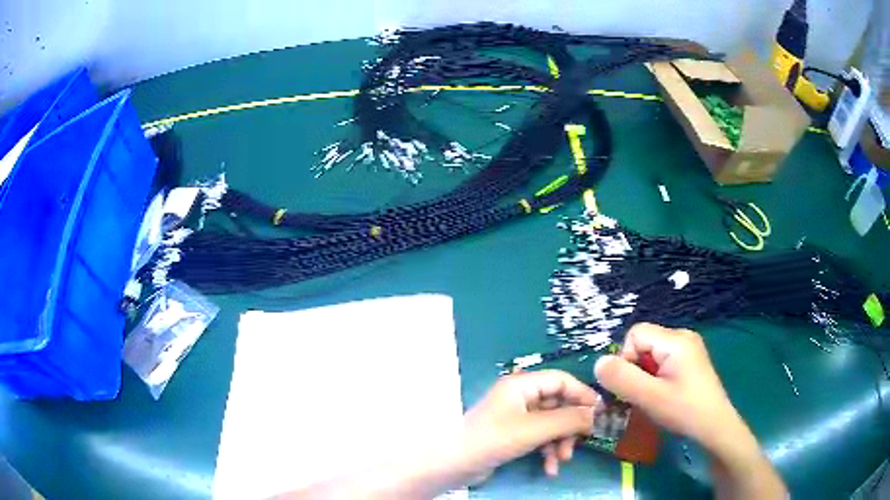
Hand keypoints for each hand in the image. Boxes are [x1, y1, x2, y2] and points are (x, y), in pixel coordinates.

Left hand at [460, 370, 598, 480]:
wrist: (453, 464)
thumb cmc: (493, 440)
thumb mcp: (534, 429)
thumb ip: (568, 420)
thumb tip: (595, 414)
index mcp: (522, 385)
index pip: (561, 380)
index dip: (582, 394)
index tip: (599, 413)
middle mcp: (521, 397)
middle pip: (558, 404)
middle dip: (570, 426)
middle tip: (580, 443)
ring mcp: (516, 417)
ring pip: (551, 424)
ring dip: (560, 442)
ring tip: (561, 461)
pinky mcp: (513, 435)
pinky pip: (540, 438)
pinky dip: (547, 451)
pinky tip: (549, 469)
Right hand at [595, 323, 786, 498]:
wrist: (715, 427)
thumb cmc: (684, 411)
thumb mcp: (650, 398)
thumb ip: (622, 378)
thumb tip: (598, 363)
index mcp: (676, 340)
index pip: (635, 334)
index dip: (625, 359)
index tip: (633, 387)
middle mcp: (683, 337)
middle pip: (643, 343)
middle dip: (635, 369)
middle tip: (642, 395)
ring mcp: (688, 349)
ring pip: (651, 354)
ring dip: (644, 375)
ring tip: (652, 398)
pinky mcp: (690, 361)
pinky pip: (662, 362)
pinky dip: (655, 378)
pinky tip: (662, 395)